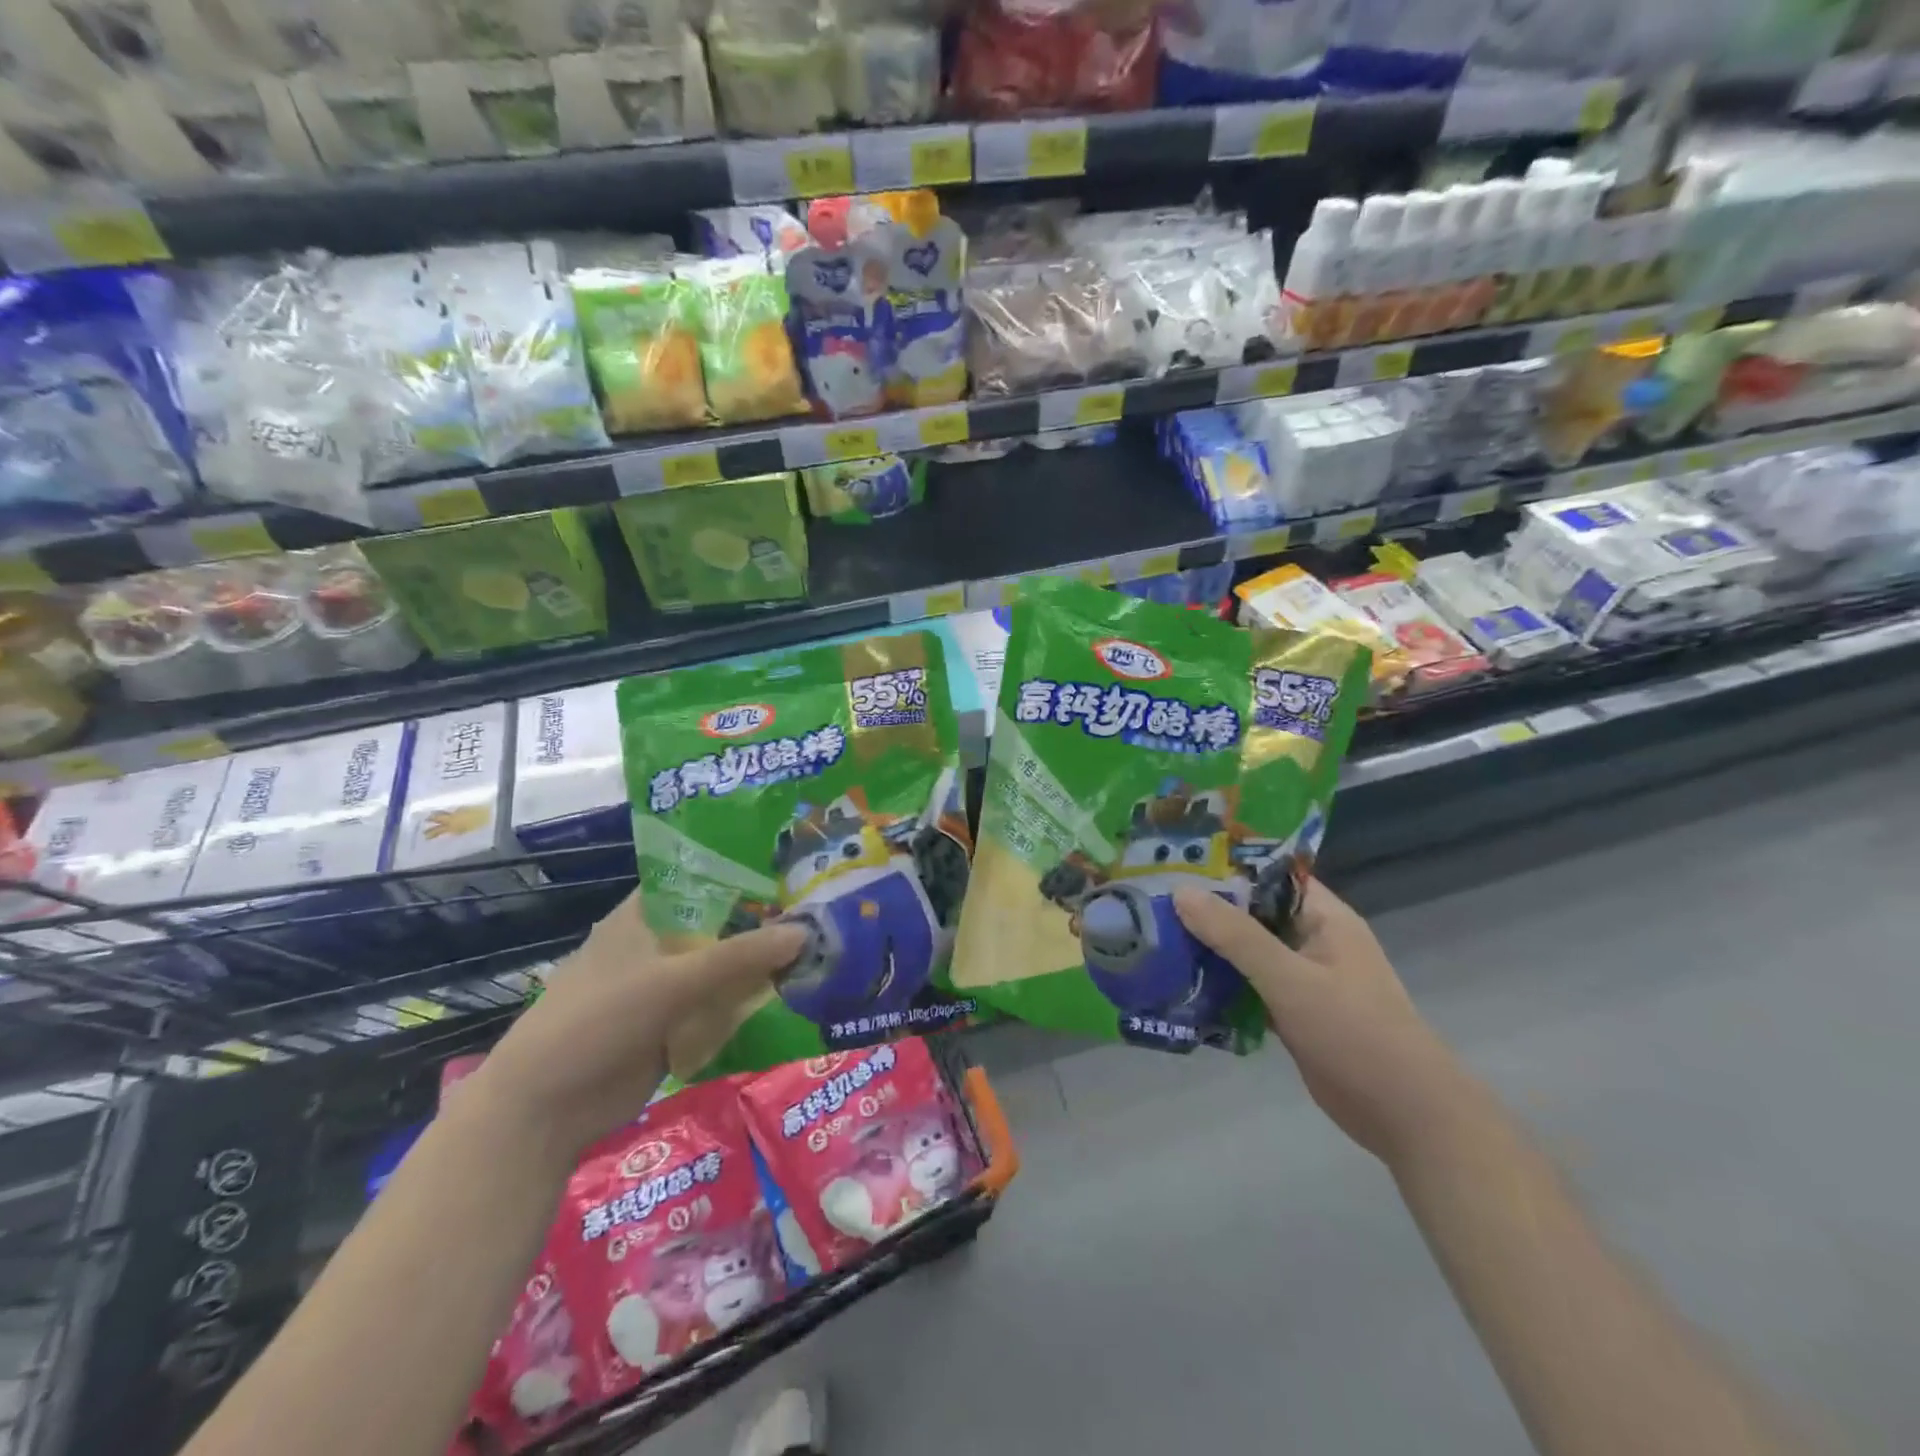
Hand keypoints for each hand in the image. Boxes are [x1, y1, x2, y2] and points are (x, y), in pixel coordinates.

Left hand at [467, 891, 805, 1157]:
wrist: (545, 1110)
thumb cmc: (598, 1021)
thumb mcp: (672, 981)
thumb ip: (739, 956)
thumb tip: (805, 931)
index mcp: (645, 915)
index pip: (701, 877)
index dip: (744, 868)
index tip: (793, 865)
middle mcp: (659, 944)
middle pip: (721, 924)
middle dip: (765, 921)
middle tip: (822, 910)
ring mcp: (667, 987)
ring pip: (725, 967)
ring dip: (763, 965)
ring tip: (823, 948)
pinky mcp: (676, 1026)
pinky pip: (722, 1007)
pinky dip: (751, 1003)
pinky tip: (796, 996)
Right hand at [1175, 879, 1480, 1169]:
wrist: (1406, 1116)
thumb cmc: (1355, 1033)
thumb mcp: (1290, 979)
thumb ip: (1236, 936)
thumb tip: (1180, 892)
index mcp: (1324, 918)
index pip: (1269, 875)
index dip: (1225, 865)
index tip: (1175, 861)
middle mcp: (1313, 940)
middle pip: (1253, 912)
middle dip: (1207, 908)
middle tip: (1150, 899)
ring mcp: (1303, 978)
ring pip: (1247, 951)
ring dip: (1210, 947)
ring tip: (1155, 935)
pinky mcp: (1293, 1012)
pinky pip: (1249, 985)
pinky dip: (1221, 982)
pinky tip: (1180, 982)